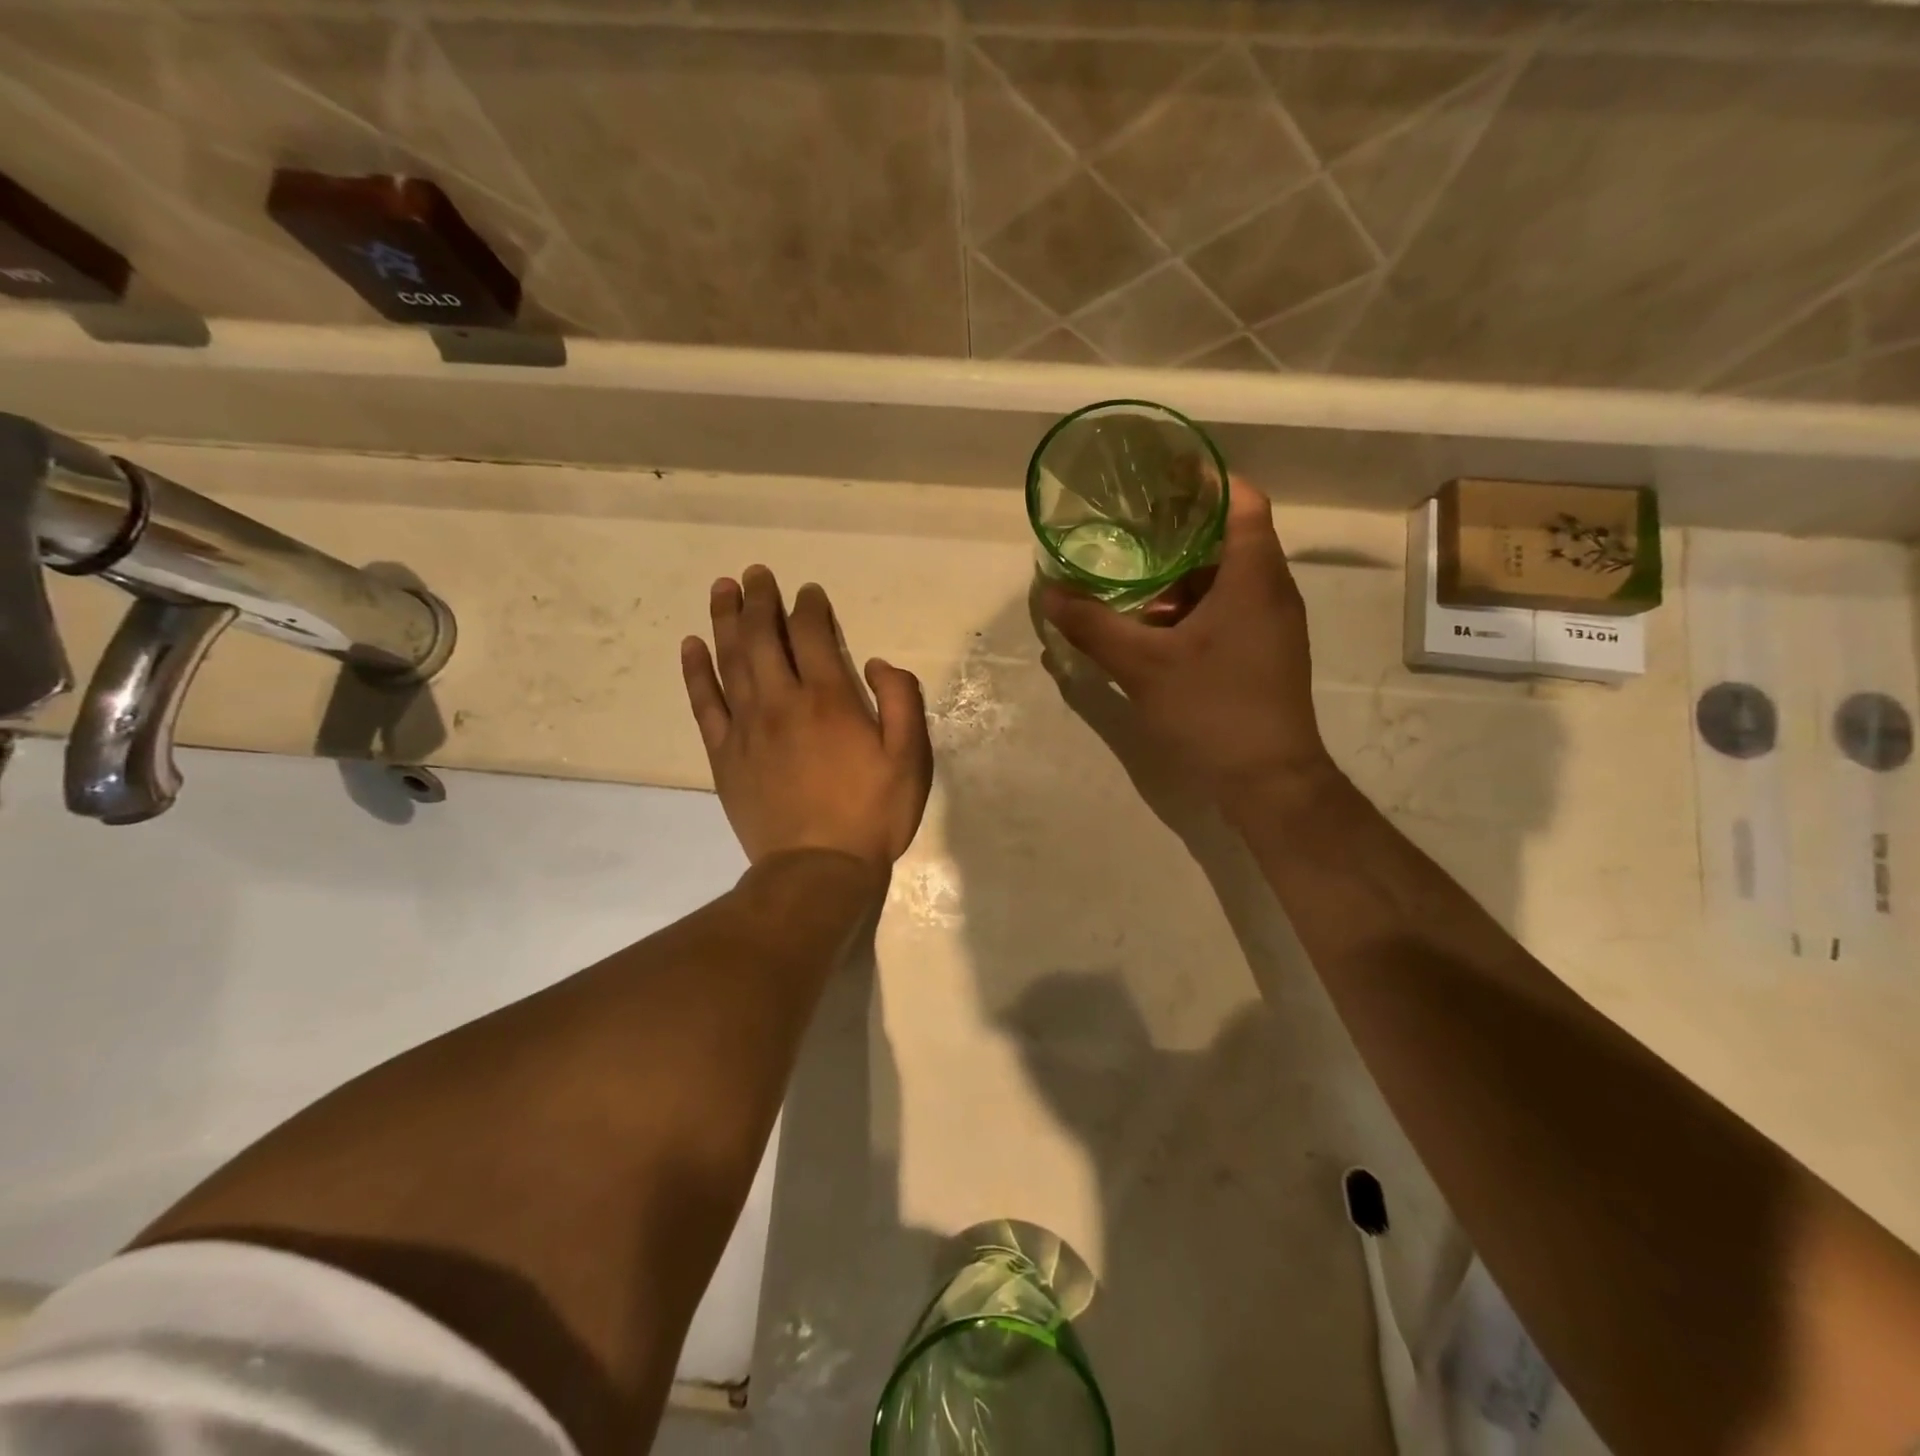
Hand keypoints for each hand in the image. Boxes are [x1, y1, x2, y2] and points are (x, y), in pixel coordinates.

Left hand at [682, 566, 932, 872]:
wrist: (817, 870)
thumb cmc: (872, 814)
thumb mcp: (911, 757)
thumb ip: (900, 700)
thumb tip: (874, 662)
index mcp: (829, 699)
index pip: (812, 635)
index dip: (809, 607)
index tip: (807, 592)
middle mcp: (782, 702)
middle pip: (763, 637)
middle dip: (760, 600)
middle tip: (755, 573)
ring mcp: (747, 727)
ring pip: (730, 660)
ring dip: (725, 620)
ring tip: (722, 588)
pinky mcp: (725, 755)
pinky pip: (704, 703)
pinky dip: (695, 672)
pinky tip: (691, 646)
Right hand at [1040, 477, 1335, 801]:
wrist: (1269, 781)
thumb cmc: (1213, 709)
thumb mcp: (1143, 666)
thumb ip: (1094, 626)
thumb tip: (1050, 594)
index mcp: (1253, 577)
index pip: (1243, 501)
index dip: (1208, 479)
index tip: (1164, 474)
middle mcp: (1272, 592)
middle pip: (1230, 540)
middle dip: (1179, 533)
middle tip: (1131, 530)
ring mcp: (1272, 626)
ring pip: (1227, 581)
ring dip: (1182, 580)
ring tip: (1132, 586)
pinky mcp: (1266, 654)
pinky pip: (1229, 612)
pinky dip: (1193, 610)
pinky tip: (1154, 633)